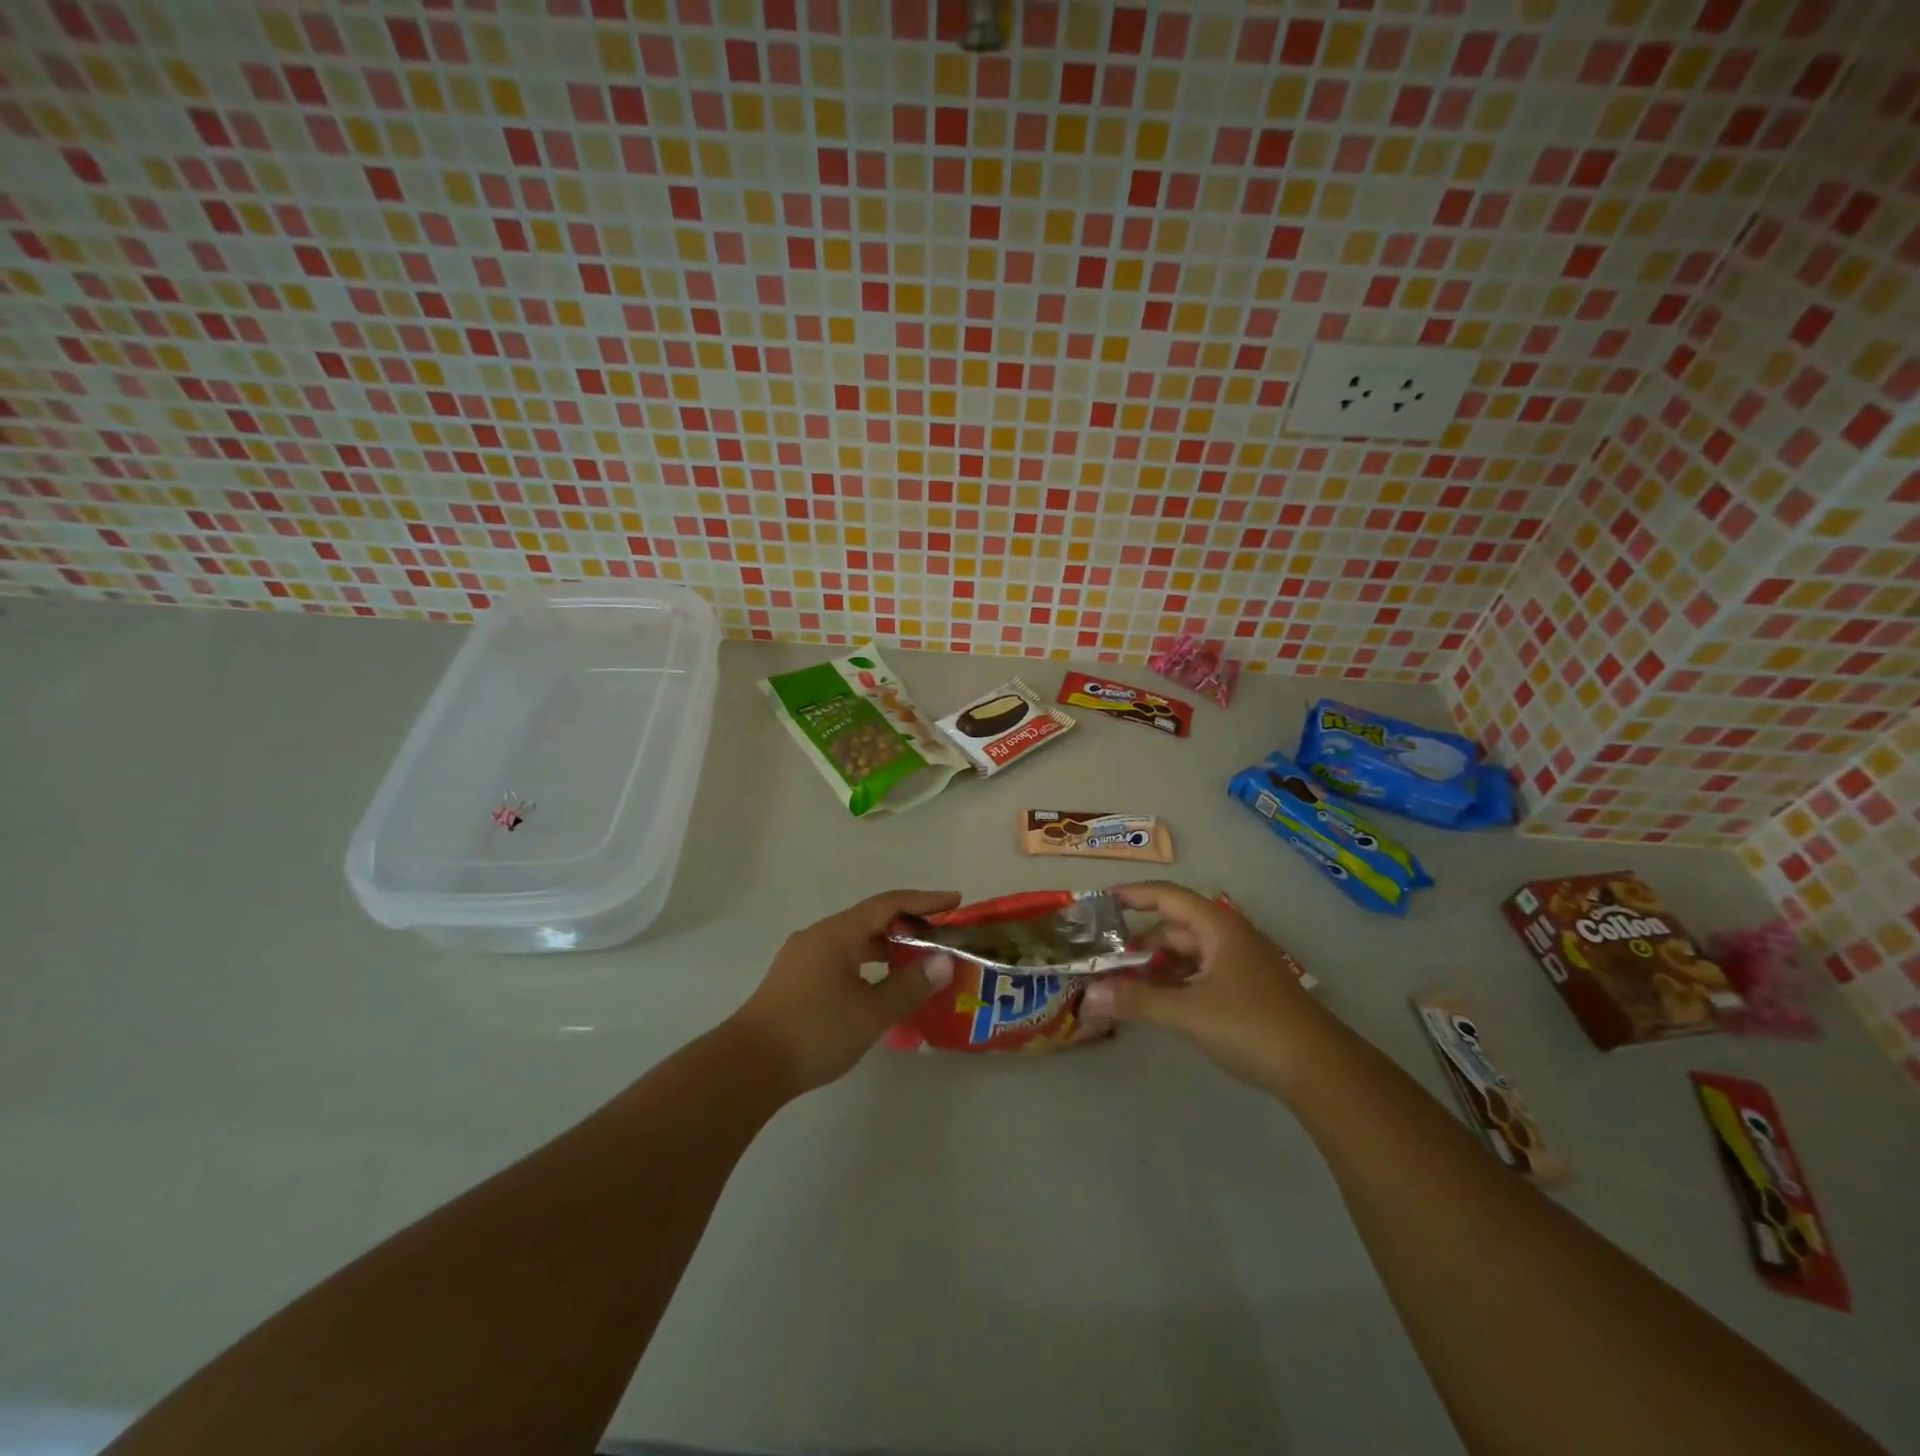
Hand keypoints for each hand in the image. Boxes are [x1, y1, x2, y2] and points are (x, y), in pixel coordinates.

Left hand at [728, 889, 960, 1096]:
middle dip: (908, 927)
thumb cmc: (815, 1031)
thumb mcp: (872, 1011)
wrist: (748, 1067)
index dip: (925, 901)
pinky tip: (879, 989)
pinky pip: (840, 959)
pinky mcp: (794, 980)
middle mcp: (818, 936)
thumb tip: (944, 960)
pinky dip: (866, 964)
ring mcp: (802, 958)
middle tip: (940, 940)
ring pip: (854, 942)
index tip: (955, 901)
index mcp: (837, 933)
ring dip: (886, 948)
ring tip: (916, 965)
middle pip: (870, 920)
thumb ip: (910, 984)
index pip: (888, 904)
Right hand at [1082, 881, 1326, 1092]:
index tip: (1102, 902)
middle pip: (1175, 929)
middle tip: (1106, 962)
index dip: (1134, 895)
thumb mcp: (1187, 1013)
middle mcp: (1229, 937)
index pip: (1167, 896)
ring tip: (1125, 986)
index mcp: (1217, 927)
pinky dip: (1176, 983)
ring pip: (1188, 955)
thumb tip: (1090, 994)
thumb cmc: (1250, 1026)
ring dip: (1157, 967)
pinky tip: (1159, 1004)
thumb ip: (1137, 1001)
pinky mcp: (1247, 991)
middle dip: (1140, 944)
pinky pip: (1201, 975)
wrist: (1319, 1069)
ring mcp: (1241, 964)